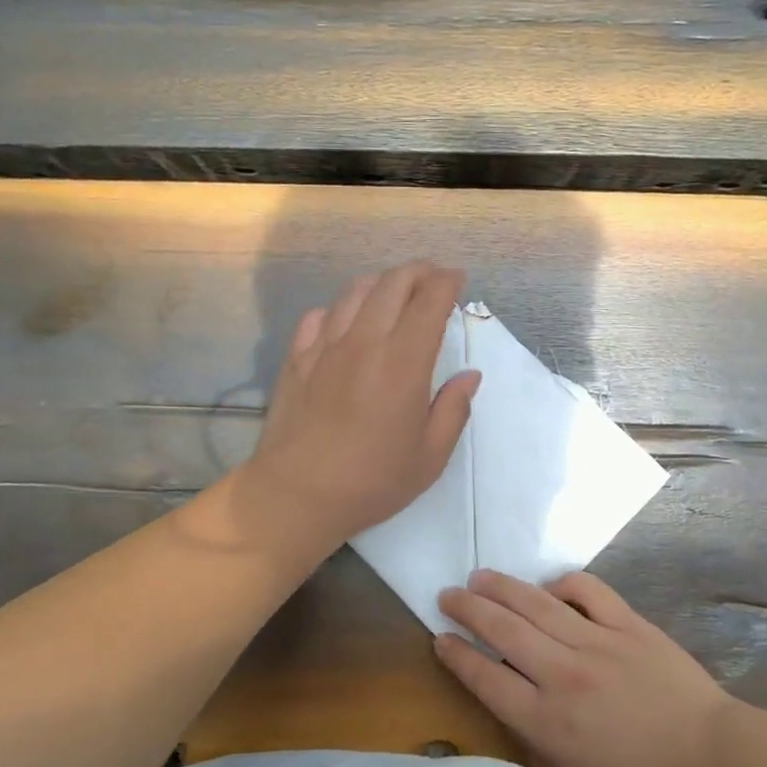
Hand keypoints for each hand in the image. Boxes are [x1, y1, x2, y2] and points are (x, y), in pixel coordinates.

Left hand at [239, 262, 479, 547]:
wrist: (297, 494)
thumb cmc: (372, 481)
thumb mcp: (430, 456)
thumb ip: (453, 410)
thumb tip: (469, 376)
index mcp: (404, 361)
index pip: (430, 301)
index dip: (447, 283)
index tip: (458, 280)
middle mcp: (365, 341)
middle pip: (392, 283)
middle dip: (418, 272)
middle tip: (432, 279)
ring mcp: (325, 346)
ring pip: (355, 292)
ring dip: (381, 284)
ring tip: (394, 293)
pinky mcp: (297, 358)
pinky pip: (319, 316)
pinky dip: (340, 309)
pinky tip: (345, 322)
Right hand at [436, 570, 732, 766]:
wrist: (713, 762)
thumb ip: (537, 735)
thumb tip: (512, 694)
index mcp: (548, 721)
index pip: (487, 677)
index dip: (457, 655)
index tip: (440, 638)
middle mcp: (564, 675)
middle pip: (503, 631)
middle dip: (468, 610)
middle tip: (447, 595)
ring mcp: (597, 644)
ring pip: (536, 604)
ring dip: (502, 588)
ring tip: (480, 578)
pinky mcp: (629, 625)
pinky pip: (588, 591)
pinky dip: (563, 584)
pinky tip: (550, 588)